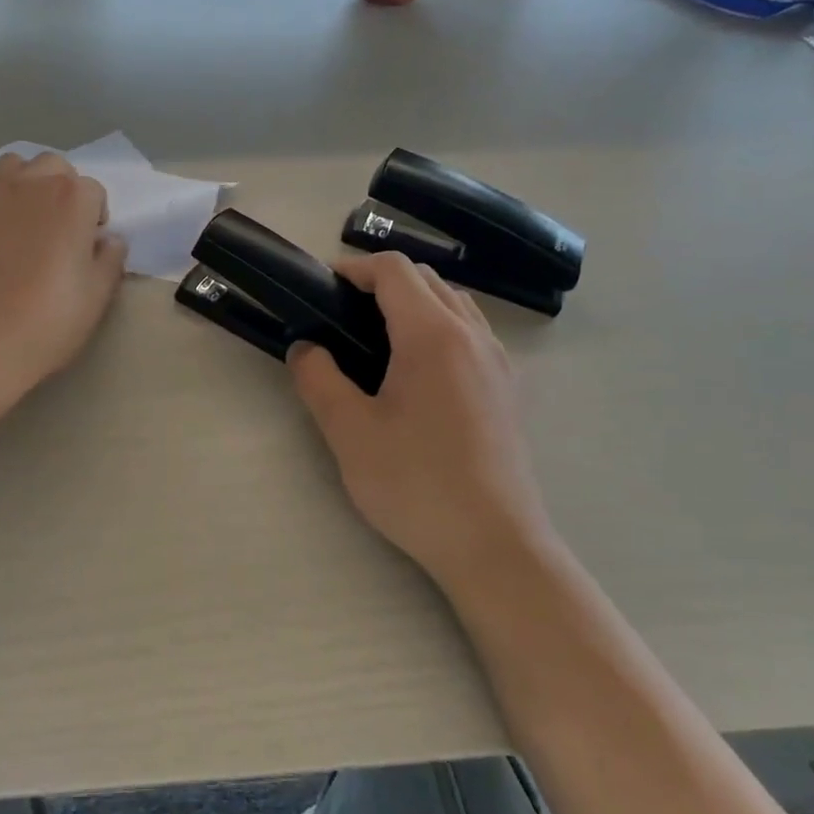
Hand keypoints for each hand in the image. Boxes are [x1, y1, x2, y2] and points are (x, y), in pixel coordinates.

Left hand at [0, 152, 127, 443]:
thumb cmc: (43, 325)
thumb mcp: (95, 299)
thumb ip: (109, 261)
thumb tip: (110, 241)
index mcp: (70, 200)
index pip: (94, 191)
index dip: (96, 219)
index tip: (89, 249)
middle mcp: (29, 185)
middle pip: (54, 167)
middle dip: (63, 191)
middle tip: (61, 233)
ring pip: (14, 169)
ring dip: (28, 187)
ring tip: (27, 227)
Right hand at [288, 253, 552, 585]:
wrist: (493, 544)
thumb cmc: (415, 483)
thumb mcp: (348, 431)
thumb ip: (318, 379)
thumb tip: (306, 348)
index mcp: (432, 335)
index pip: (395, 271)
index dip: (355, 268)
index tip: (323, 288)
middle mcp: (473, 336)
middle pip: (428, 279)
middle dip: (382, 282)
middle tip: (342, 314)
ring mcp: (498, 362)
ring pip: (455, 304)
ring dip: (415, 302)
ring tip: (378, 338)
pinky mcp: (508, 389)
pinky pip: (473, 333)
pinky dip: (440, 326)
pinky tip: (418, 372)